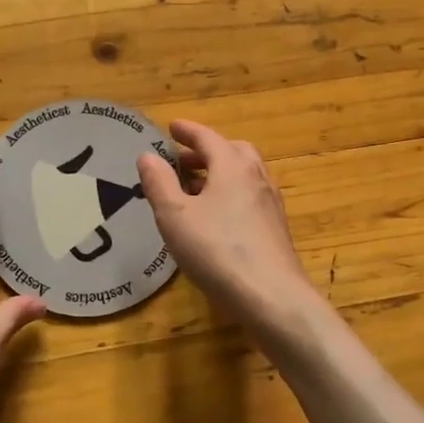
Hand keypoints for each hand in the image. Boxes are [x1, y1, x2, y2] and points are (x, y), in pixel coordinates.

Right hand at [136, 120, 321, 338]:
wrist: (272, 296)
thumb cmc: (217, 250)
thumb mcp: (175, 216)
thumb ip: (159, 183)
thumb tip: (148, 155)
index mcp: (232, 165)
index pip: (207, 137)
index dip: (187, 131)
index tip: (172, 127)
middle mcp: (256, 176)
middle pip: (232, 151)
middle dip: (206, 151)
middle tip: (182, 161)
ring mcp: (270, 202)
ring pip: (244, 174)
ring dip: (219, 172)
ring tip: (196, 189)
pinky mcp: (276, 227)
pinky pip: (250, 196)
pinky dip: (231, 193)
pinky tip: (217, 217)